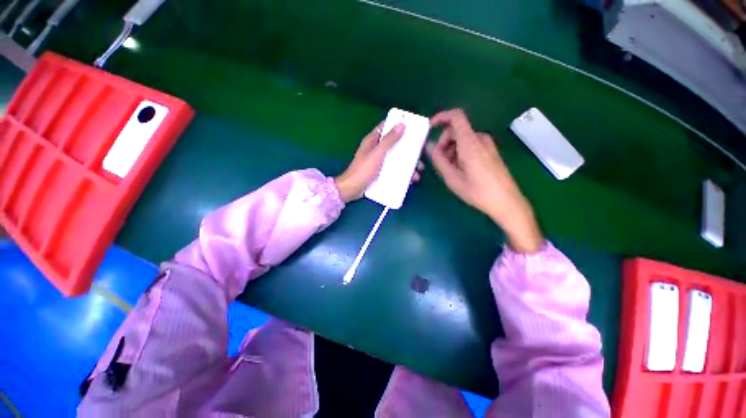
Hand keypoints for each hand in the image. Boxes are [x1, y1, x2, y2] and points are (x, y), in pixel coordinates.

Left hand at [336, 122, 423, 202]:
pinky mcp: (380, 172)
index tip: (413, 127)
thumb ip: (389, 140)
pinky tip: (410, 179)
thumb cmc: (363, 170)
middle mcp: (376, 149)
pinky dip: (402, 173)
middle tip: (419, 152)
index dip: (398, 125)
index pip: (386, 127)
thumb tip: (402, 124)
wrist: (352, 189)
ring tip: (417, 171)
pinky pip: (393, 169)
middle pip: (394, 144)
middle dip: (407, 148)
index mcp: (372, 140)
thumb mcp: (377, 154)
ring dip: (407, 163)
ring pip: (396, 158)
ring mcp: (378, 161)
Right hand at [427, 109, 542, 252]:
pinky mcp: (490, 152)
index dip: (441, 117)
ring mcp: (487, 145)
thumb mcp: (452, 178)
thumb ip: (438, 160)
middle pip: (456, 130)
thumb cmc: (477, 191)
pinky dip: (460, 153)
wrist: (506, 201)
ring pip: (462, 139)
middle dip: (443, 142)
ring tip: (449, 170)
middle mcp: (480, 139)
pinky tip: (459, 170)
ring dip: (451, 150)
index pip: (456, 116)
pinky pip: (470, 145)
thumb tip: (429, 146)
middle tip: (438, 161)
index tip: (430, 128)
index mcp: (470, 142)